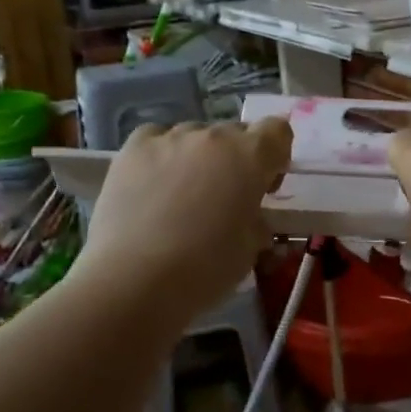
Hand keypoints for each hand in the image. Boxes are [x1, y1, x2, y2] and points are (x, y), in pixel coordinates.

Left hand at [72, 119, 292, 322]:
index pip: (277, 131)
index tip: (265, 185)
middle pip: (234, 133)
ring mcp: (171, 138)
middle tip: (224, 198)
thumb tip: (251, 218)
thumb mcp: (250, 250)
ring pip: (195, 135)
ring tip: (181, 196)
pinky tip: (152, 183)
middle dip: (236, 160)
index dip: (276, 155)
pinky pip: (157, 138)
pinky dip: (162, 154)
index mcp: (251, 157)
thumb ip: (257, 222)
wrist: (134, 280)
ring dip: (198, 157)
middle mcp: (214, 136)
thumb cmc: (205, 269)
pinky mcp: (133, 147)